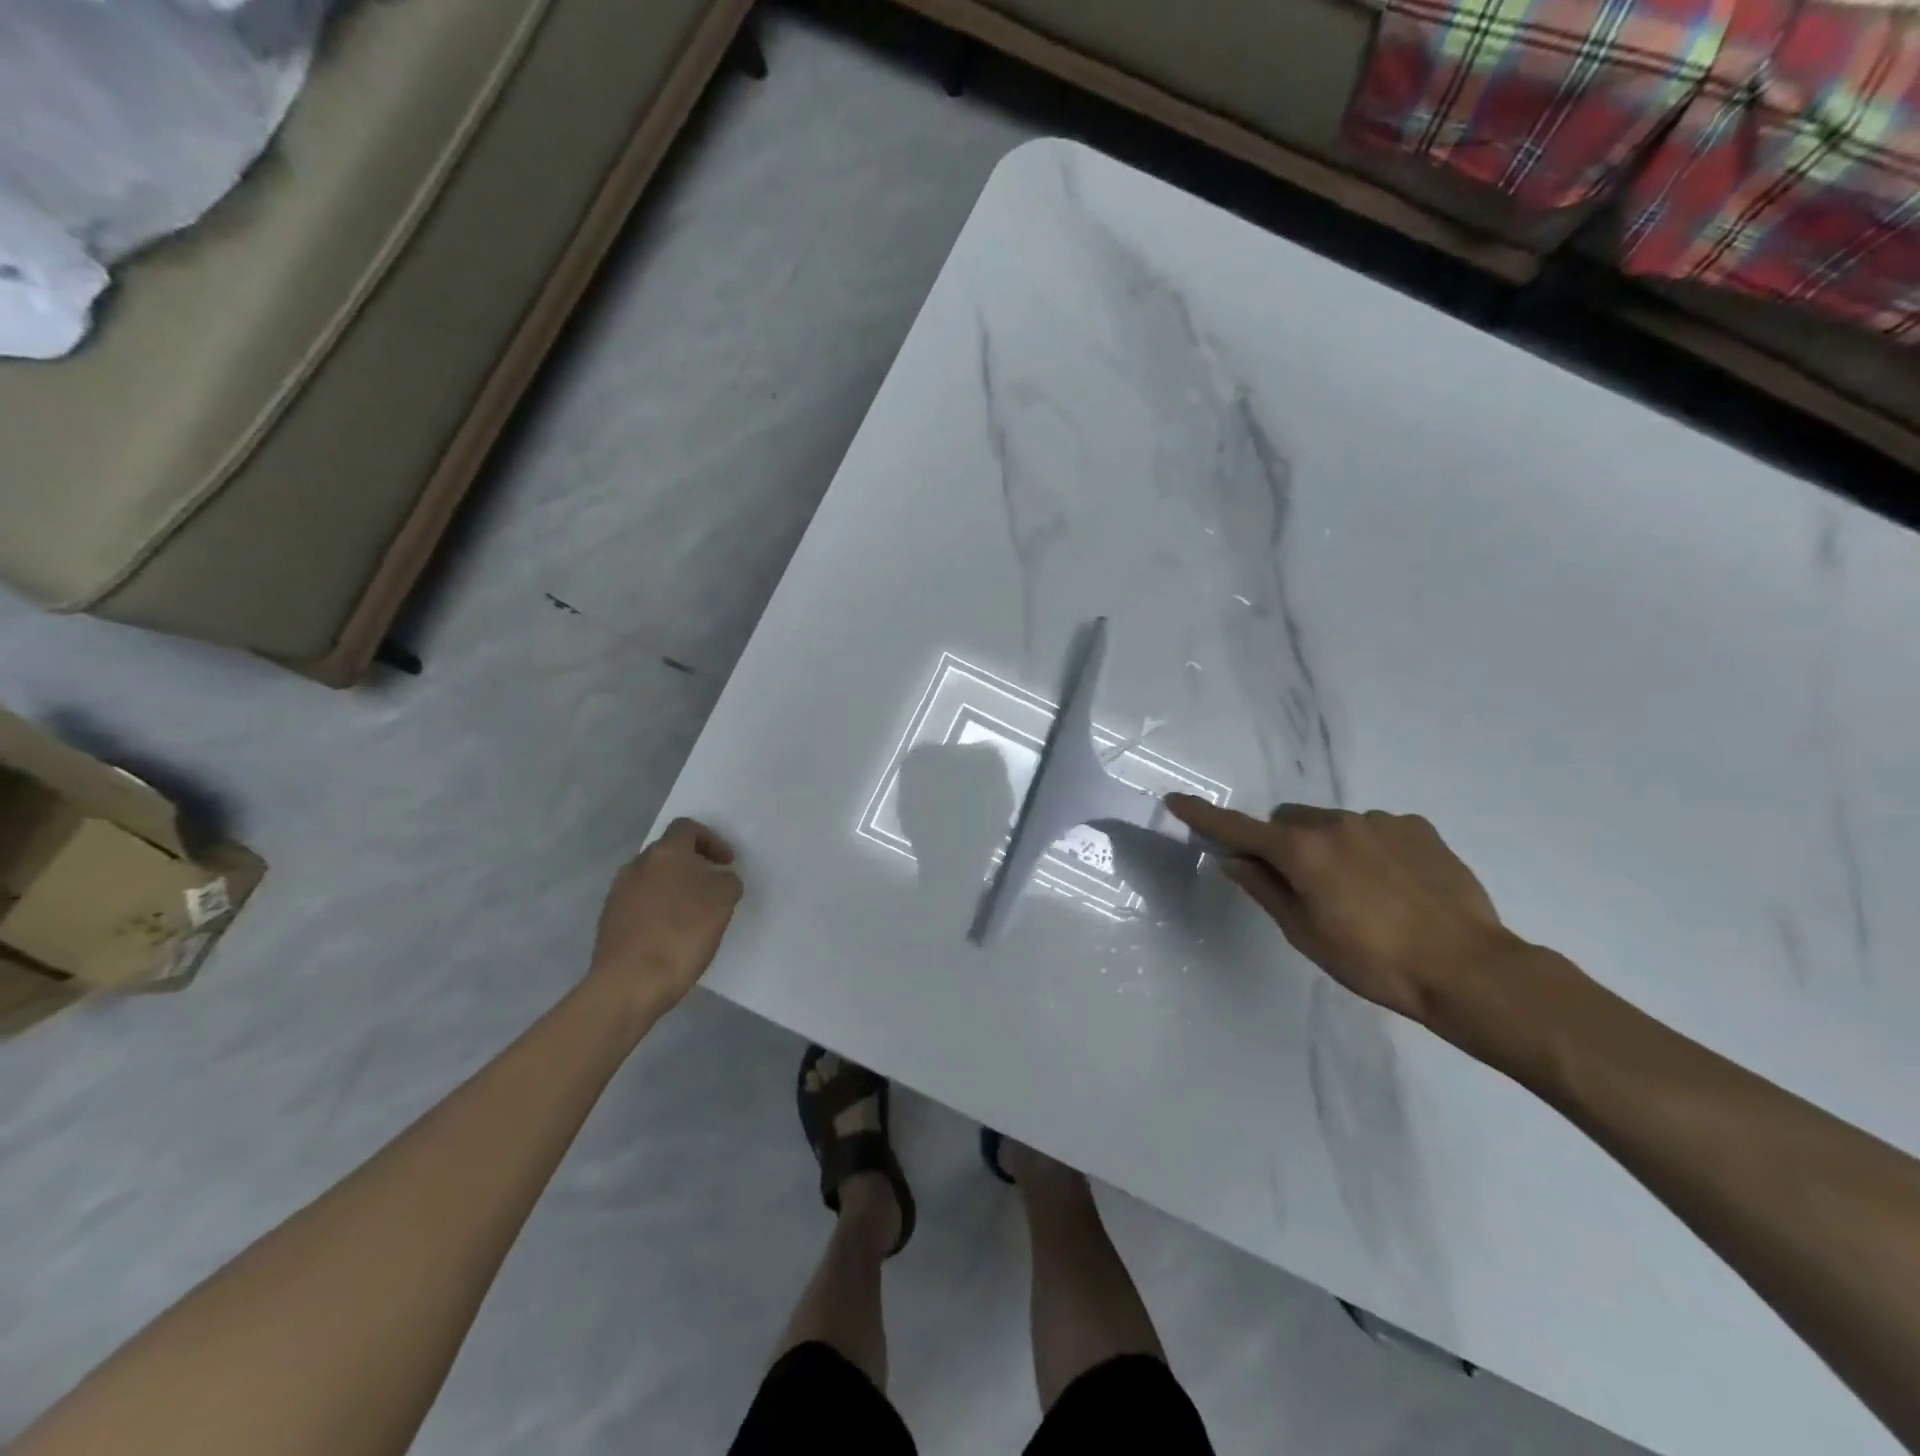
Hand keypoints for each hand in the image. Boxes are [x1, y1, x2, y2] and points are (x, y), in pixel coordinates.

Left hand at [585, 818, 743, 1016]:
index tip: (726, 863)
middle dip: (693, 865)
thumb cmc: (682, 932)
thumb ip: (727, 880)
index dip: (712, 840)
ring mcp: (618, 893)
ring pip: (653, 879)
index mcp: (665, 852)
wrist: (630, 982)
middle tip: (713, 887)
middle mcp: (637, 865)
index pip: (687, 828)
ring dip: (674, 889)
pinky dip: (658, 910)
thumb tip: (718, 878)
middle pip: (669, 853)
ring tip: (693, 914)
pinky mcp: (609, 921)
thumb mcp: (724, 900)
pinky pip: (640, 904)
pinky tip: (671, 935)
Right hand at [1165, 796, 1515, 1024]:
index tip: (1176, 801)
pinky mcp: (1418, 828)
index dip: (1203, 817)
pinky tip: (1395, 886)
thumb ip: (1265, 890)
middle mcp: (1336, 823)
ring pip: (1332, 824)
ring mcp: (1380, 821)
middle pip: (1287, 820)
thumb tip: (1234, 860)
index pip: (1238, 828)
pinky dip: (1369, 848)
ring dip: (1328, 846)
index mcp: (1302, 851)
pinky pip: (1375, 828)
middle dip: (1282, 843)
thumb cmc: (1374, 962)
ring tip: (1360, 893)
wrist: (1470, 969)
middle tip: (1301, 885)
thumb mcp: (1306, 934)